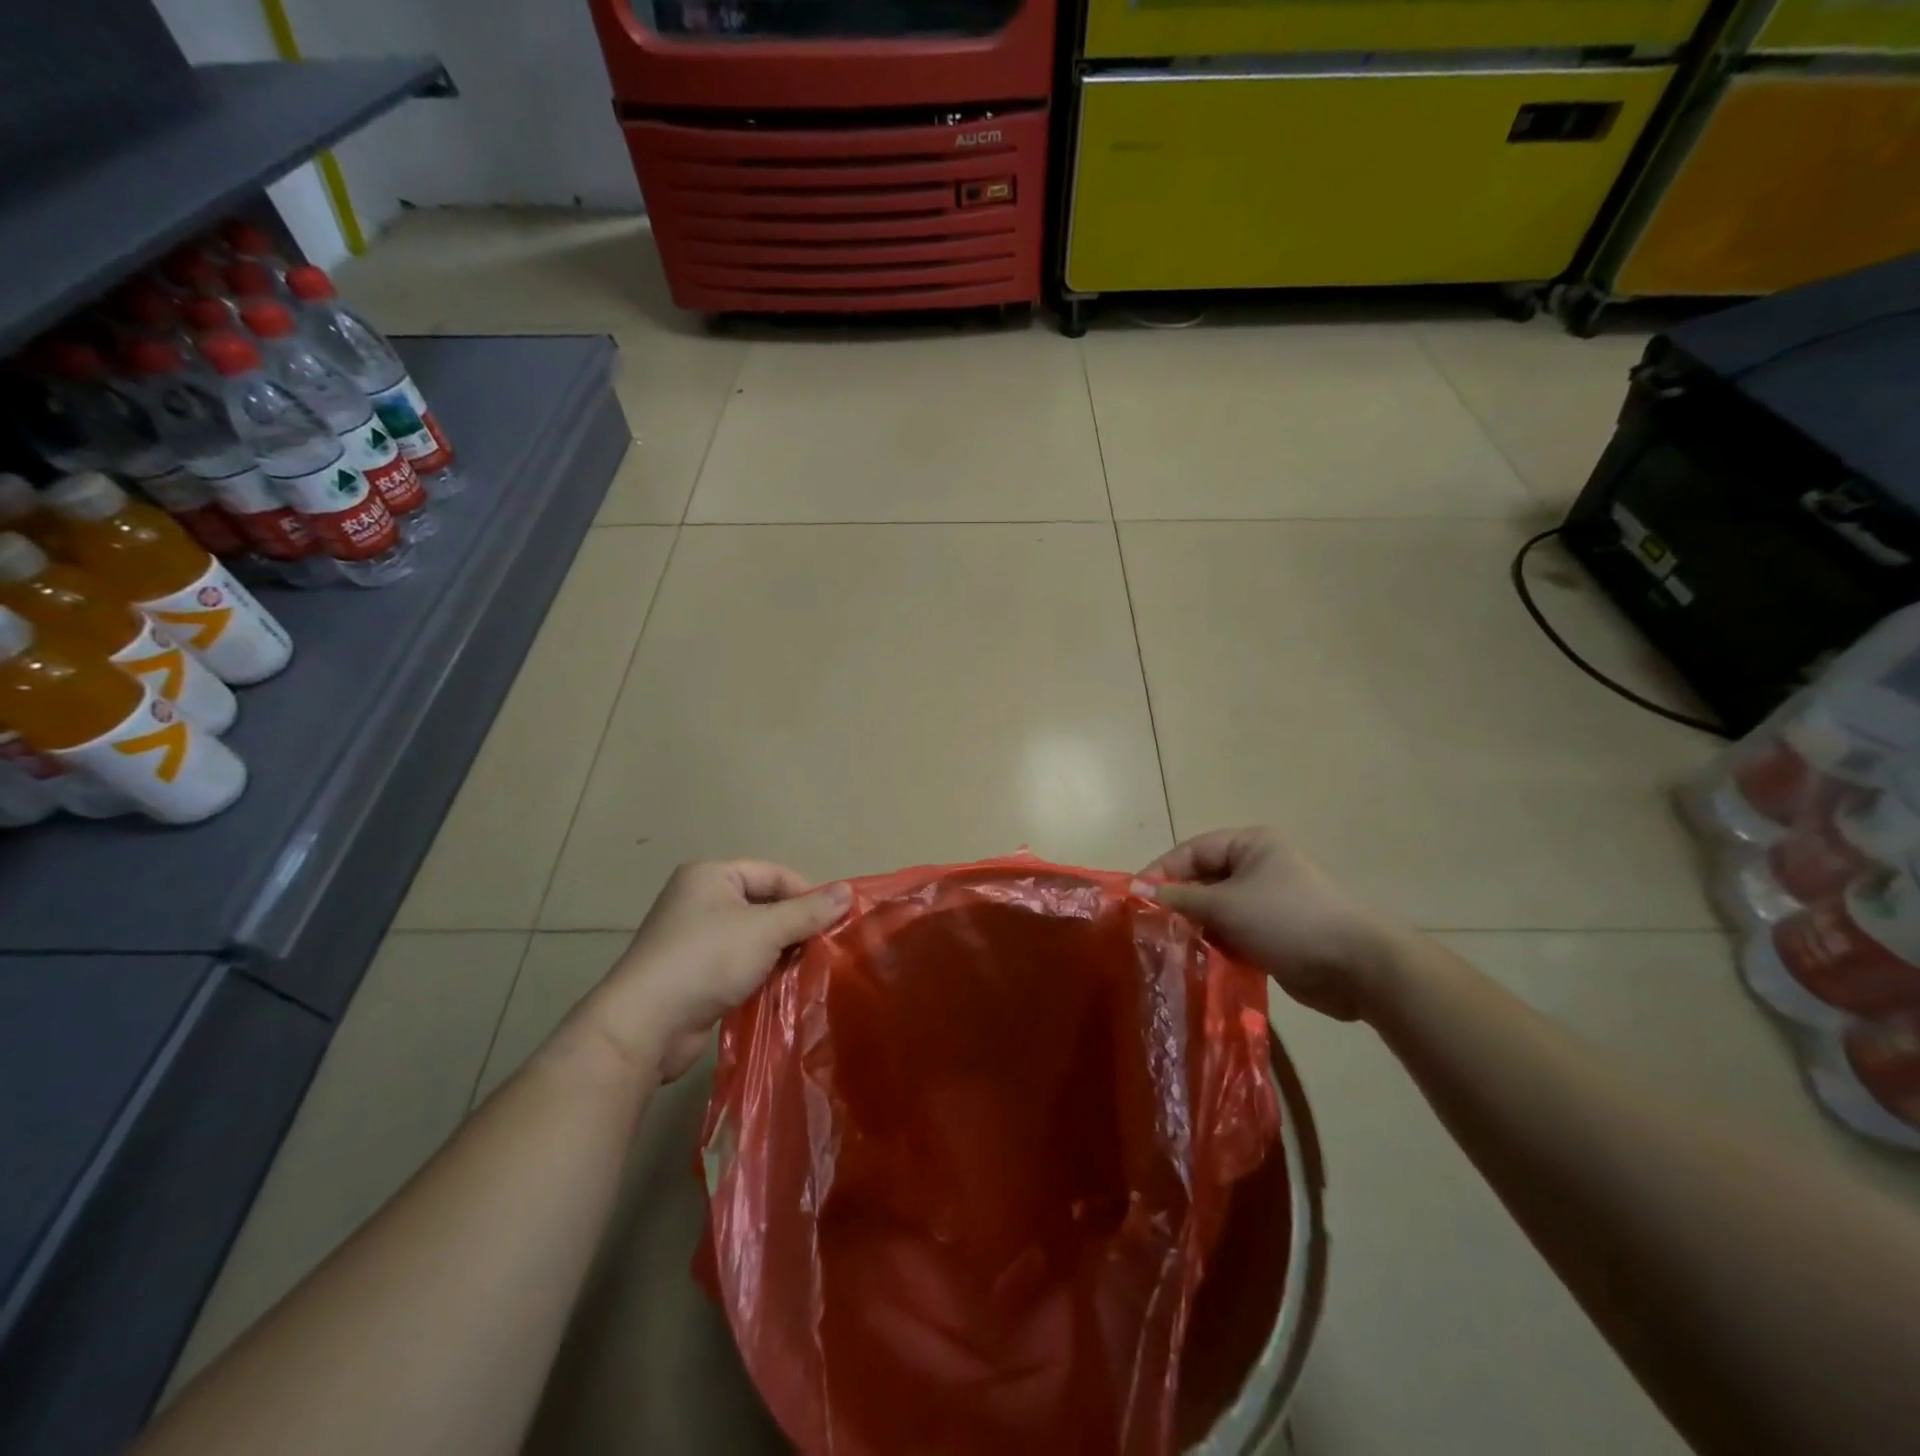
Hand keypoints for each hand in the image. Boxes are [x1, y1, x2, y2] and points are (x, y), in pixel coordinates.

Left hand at [577, 861, 850, 1081]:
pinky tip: (784, 989)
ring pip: (753, 938)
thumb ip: (808, 912)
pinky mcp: (693, 975)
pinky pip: (739, 965)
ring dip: (780, 954)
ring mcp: (694, 939)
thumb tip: (848, 892)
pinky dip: (761, 974)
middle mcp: (700, 900)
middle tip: (827, 949)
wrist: (645, 1025)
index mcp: (711, 875)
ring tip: (811, 971)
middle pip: (764, 905)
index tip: (836, 921)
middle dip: (795, 927)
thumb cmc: (706, 960)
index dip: (806, 894)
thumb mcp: (765, 930)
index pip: (773, 874)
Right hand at [1136, 827, 1407, 1021]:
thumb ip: (1180, 898)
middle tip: (1148, 928)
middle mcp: (1257, 867)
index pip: (1191, 851)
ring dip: (1195, 929)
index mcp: (1250, 845)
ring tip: (1167, 948)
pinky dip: (1215, 946)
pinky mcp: (1274, 934)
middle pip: (1202, 880)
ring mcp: (1267, 902)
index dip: (1161, 872)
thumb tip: (1139, 892)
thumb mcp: (1226, 905)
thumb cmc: (1288, 920)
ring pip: (1216, 911)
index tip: (1134, 900)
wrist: (1358, 967)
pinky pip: (1233, 934)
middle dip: (1177, 904)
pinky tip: (1196, 963)